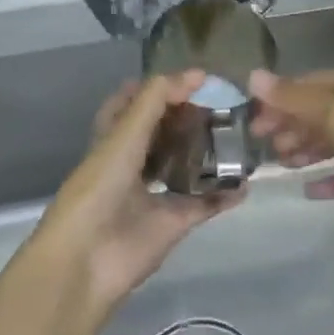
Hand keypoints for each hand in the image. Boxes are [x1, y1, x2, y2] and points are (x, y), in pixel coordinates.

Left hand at [31, 70, 246, 311]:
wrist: (88, 259)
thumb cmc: (98, 189)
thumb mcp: (124, 136)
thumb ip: (156, 101)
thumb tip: (196, 74)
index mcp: (112, 140)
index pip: (133, 104)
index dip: (159, 89)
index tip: (195, 79)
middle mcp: (132, 164)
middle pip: (163, 134)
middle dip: (188, 119)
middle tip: (222, 106)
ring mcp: (153, 195)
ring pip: (184, 167)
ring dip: (207, 154)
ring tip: (236, 135)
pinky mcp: (172, 223)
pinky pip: (204, 204)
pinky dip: (225, 195)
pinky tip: (246, 183)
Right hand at [246, 68, 333, 237]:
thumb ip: (297, 100)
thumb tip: (252, 75)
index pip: (308, 85)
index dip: (278, 100)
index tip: (250, 124)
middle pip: (322, 111)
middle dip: (291, 126)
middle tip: (262, 149)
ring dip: (309, 150)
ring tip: (282, 166)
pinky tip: (312, 192)